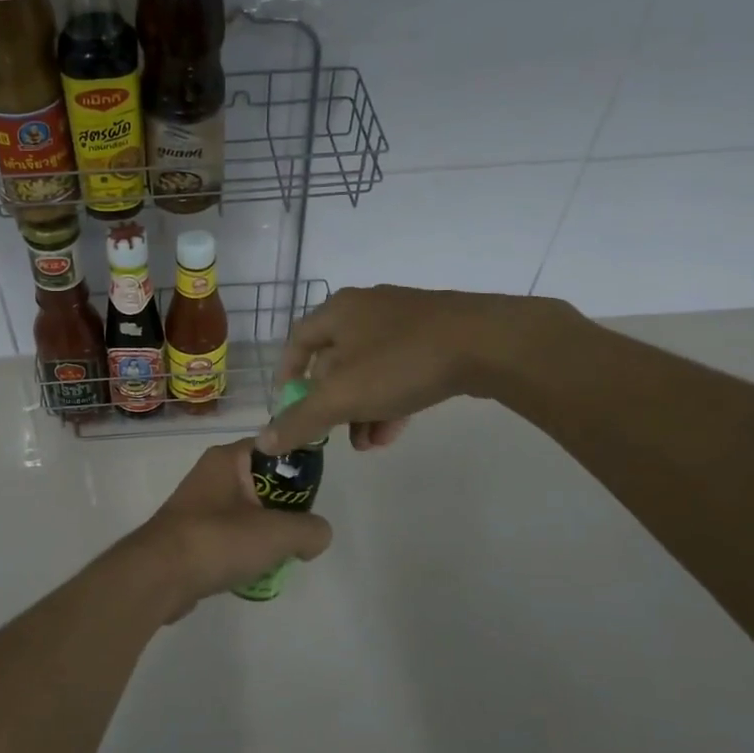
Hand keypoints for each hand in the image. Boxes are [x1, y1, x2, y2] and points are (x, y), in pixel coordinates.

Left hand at [128, 440, 332, 618]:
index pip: (276, 447)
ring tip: (280, 556)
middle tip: (300, 533)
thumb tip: (316, 536)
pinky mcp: (191, 535)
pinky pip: (229, 536)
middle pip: (264, 483)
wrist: (158, 576)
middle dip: (285, 509)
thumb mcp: (278, 532)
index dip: (300, 468)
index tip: (316, 496)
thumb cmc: (218, 540)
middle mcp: (212, 474)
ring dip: (265, 533)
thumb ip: (310, 529)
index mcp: (229, 458)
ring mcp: (199, 505)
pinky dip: (243, 551)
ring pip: (248, 512)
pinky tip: (253, 571)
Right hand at [258, 285, 579, 453]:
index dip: (287, 376)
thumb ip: (300, 420)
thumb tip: (263, 442)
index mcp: (338, 311)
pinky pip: (401, 369)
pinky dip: (391, 400)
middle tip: (333, 435)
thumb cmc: (401, 362)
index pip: (296, 342)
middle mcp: (367, 308)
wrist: (490, 344)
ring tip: (368, 444)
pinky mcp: (438, 335)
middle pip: (335, 360)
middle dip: (332, 404)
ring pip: (370, 370)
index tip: (287, 409)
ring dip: (362, 409)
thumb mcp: (342, 396)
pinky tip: (394, 432)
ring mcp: (406, 320)